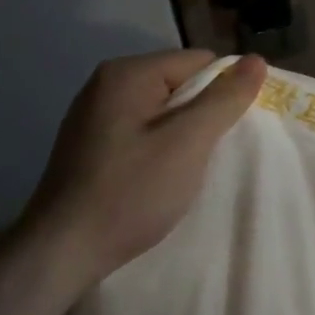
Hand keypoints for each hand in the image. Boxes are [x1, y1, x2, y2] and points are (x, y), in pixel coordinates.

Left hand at [15, 50, 266, 287]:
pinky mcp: (88, 143)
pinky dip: (158, 147)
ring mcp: (93, 114)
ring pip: (161, 109)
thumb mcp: (188, 143)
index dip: (223, 92)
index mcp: (128, 72)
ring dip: (181, 133)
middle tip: (209, 153)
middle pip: (179, 82)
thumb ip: (225, 98)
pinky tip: (158, 177)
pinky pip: (140, 129)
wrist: (58, 254)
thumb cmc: (129, 192)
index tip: (230, 131)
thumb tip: (256, 60)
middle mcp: (107, 83)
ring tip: (185, 168)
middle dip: (201, 114)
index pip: (199, 62)